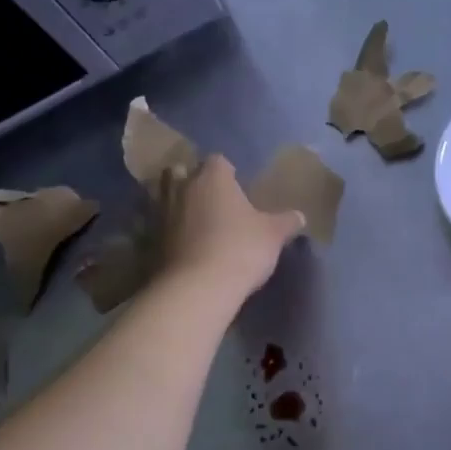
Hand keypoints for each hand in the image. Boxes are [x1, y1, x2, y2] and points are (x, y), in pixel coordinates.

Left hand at [160, 155, 304, 301]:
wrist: (197, 288)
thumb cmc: (240, 249)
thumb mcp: (273, 235)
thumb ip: (286, 222)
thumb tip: (300, 216)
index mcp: (212, 178)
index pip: (218, 161)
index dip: (227, 172)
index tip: (237, 186)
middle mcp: (182, 188)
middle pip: (180, 172)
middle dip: (191, 180)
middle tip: (210, 198)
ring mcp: (161, 214)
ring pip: (164, 197)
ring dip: (177, 205)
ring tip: (195, 221)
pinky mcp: (150, 241)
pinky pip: (159, 226)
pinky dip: (169, 231)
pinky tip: (184, 245)